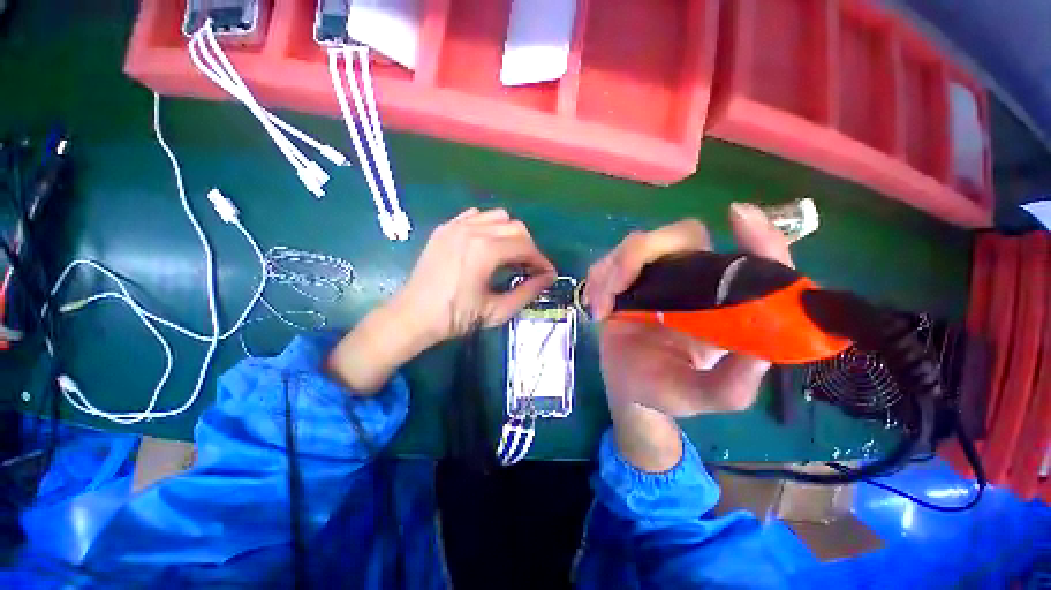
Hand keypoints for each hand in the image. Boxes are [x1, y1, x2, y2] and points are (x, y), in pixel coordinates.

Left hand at [328, 208, 554, 393]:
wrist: (413, 316)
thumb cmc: (455, 317)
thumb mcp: (497, 311)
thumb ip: (527, 292)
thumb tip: (548, 278)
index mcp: (485, 251)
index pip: (526, 246)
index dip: (541, 260)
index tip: (548, 274)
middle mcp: (472, 230)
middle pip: (515, 227)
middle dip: (529, 247)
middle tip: (530, 268)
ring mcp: (456, 226)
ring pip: (498, 217)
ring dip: (510, 234)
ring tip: (510, 256)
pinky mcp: (445, 228)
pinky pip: (476, 216)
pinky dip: (489, 226)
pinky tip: (487, 245)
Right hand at [587, 204, 790, 470]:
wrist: (628, 390)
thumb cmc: (668, 391)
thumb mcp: (703, 397)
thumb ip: (732, 386)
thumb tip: (757, 353)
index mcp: (724, 305)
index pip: (752, 261)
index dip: (756, 237)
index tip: (738, 216)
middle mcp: (693, 281)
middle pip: (681, 236)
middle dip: (644, 252)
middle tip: (619, 285)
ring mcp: (656, 278)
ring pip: (638, 244)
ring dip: (614, 268)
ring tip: (601, 306)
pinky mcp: (626, 281)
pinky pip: (610, 261)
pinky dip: (599, 277)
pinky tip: (596, 307)